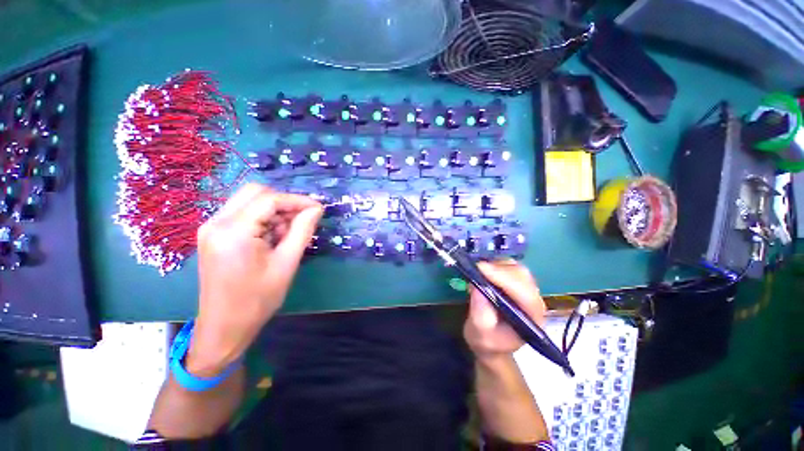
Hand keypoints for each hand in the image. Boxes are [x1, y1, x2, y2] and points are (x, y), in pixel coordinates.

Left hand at [188, 184, 322, 375]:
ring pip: (249, 201)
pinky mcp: (213, 235)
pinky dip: (263, 219)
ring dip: (274, 211)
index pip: (270, 200)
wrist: (224, 327)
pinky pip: (243, 214)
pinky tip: (274, 236)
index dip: (298, 200)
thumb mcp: (287, 263)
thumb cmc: (257, 300)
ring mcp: (211, 228)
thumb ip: (302, 230)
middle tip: (304, 217)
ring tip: (290, 231)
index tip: (319, 209)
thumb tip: (316, 209)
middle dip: (284, 202)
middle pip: (255, 193)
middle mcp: (217, 222)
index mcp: (233, 231)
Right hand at [463, 261, 545, 361]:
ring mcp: (526, 290)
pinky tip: (485, 271)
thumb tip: (476, 287)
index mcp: (531, 319)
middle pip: (523, 277)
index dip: (504, 278)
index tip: (481, 269)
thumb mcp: (479, 334)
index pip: (525, 294)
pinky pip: (510, 267)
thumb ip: (480, 314)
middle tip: (477, 269)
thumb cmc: (487, 342)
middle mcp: (533, 302)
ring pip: (517, 269)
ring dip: (497, 266)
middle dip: (499, 270)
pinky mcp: (517, 283)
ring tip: (480, 271)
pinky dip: (496, 264)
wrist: (492, 344)